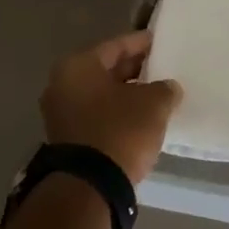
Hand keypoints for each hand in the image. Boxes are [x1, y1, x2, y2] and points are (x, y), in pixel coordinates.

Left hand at [39, 31, 181, 184]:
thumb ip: (164, 89)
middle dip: (133, 69)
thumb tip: (168, 88)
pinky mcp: (67, 139)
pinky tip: (139, 117)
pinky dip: (116, 112)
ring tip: (154, 94)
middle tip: (160, 67)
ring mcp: (60, 114)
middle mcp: (62, 84)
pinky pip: (96, 115)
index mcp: (78, 66)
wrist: (89, 186)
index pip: (116, 45)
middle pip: (105, 69)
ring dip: (125, 93)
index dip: (141, 43)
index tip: (160, 42)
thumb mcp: (153, 104)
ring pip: (100, 94)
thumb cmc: (120, 130)